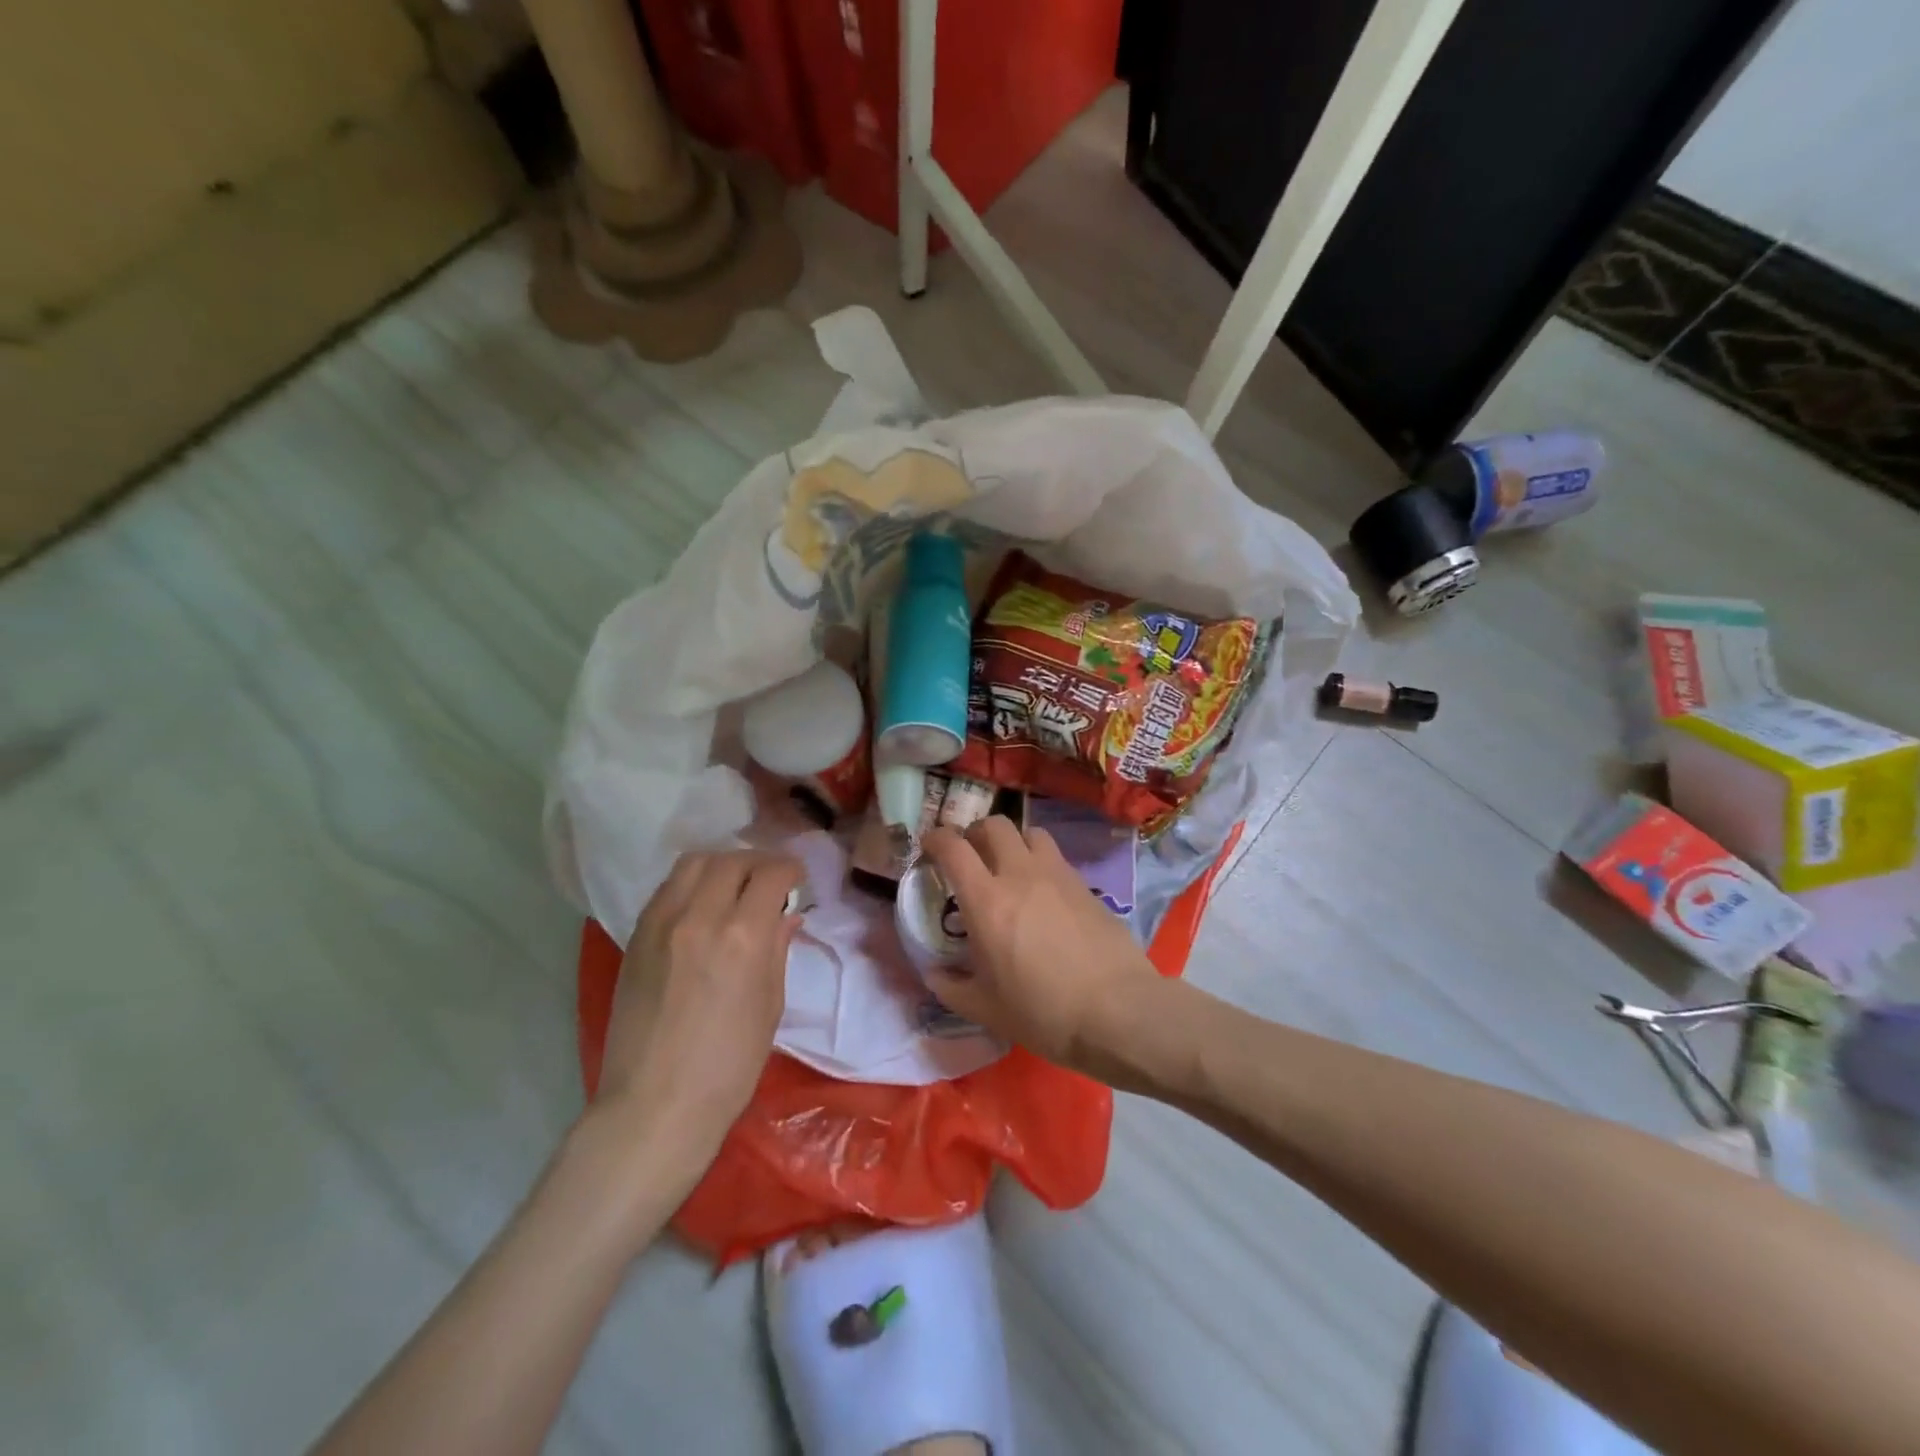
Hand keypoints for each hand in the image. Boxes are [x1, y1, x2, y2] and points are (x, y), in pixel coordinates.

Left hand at [593, 849, 802, 1177]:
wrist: (655, 1106)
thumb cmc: (729, 1065)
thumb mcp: (770, 1005)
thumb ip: (777, 949)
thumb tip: (786, 914)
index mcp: (743, 936)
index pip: (771, 873)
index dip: (790, 870)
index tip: (797, 880)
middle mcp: (700, 916)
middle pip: (732, 860)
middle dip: (758, 862)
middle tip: (769, 881)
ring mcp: (661, 924)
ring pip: (694, 863)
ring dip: (721, 865)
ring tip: (733, 885)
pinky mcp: (636, 937)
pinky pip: (667, 888)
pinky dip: (691, 884)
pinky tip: (700, 905)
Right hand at [921, 816, 1160, 1072]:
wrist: (1117, 1011)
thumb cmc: (1042, 1011)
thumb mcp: (985, 1009)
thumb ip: (950, 986)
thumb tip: (933, 972)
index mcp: (987, 900)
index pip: (953, 847)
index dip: (936, 838)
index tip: (929, 846)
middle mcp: (1020, 874)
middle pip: (994, 824)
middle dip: (975, 832)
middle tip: (970, 855)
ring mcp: (1057, 875)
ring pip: (1030, 833)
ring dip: (1013, 841)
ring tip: (1009, 866)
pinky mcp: (1085, 885)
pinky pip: (1056, 858)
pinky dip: (1040, 863)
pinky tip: (1043, 893)